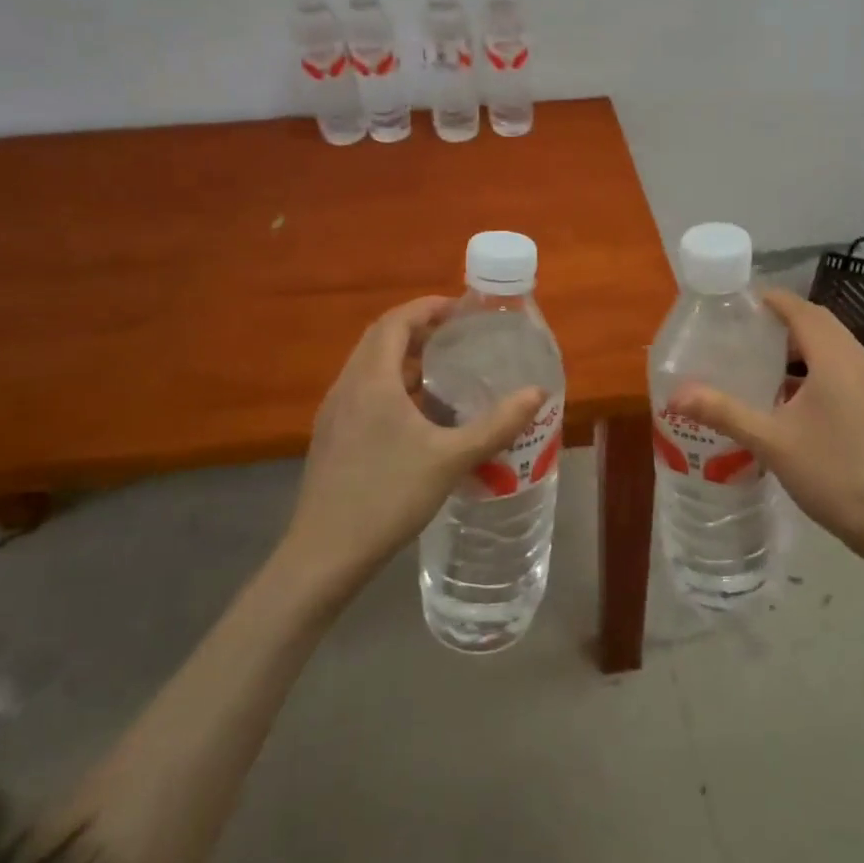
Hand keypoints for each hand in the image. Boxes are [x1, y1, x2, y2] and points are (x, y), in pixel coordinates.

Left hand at [286, 296, 543, 589]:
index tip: (461, 309)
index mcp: (371, 380)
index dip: (427, 308)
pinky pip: (364, 393)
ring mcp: (334, 414)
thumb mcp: (452, 458)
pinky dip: (393, 386)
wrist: (325, 554)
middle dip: (419, 330)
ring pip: (370, 368)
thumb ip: (497, 424)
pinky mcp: (331, 438)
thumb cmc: (388, 496)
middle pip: (380, 340)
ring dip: (405, 360)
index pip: (395, 322)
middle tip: (458, 337)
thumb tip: (538, 393)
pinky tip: (419, 417)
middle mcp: (347, 387)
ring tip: (445, 372)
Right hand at [668, 289, 863, 568]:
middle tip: (745, 328)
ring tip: (763, 359)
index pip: (802, 310)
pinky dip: (816, 366)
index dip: (773, 299)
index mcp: (835, 360)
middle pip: (821, 323)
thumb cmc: (833, 475)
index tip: (740, 300)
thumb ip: (723, 412)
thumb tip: (675, 395)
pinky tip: (792, 396)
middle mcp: (860, 361)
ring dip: (801, 344)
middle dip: (784, 319)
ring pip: (835, 346)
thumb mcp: (771, 442)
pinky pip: (844, 367)